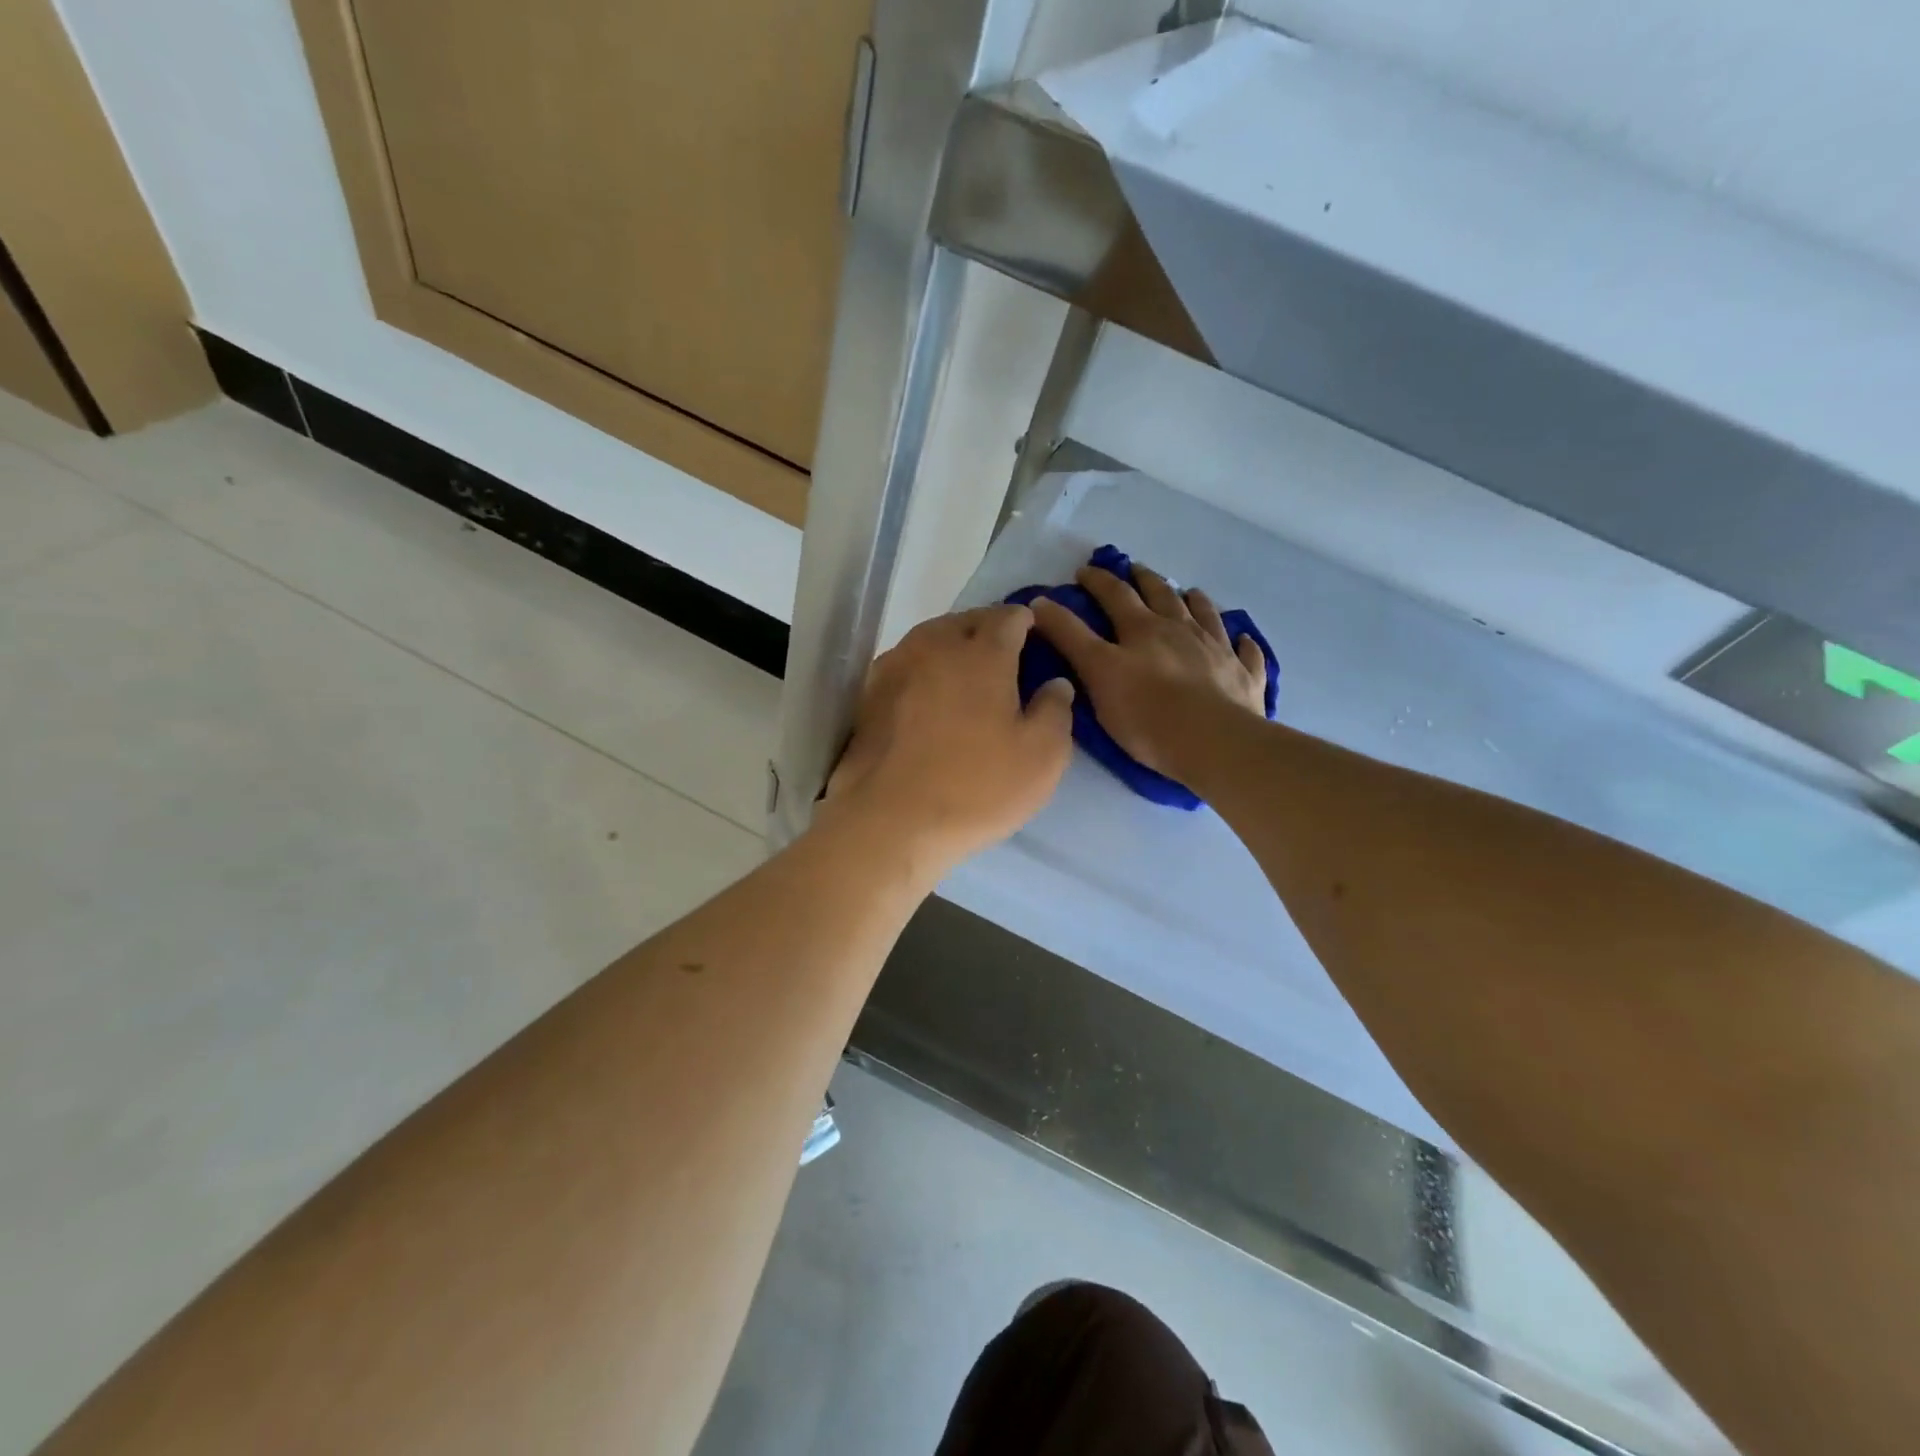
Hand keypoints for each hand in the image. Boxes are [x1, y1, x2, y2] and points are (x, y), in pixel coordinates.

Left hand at [820, 605, 1074, 877]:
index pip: (1008, 618)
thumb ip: (1056, 710)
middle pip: (965, 621)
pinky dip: (922, 668)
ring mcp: (895, 667)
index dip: (1025, 622)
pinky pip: (904, 664)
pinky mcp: (869, 694)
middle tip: (1003, 653)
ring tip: (965, 670)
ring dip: (951, 645)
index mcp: (982, 653)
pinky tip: (928, 694)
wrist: (891, 821)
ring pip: (930, 638)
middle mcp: (935, 646)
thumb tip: (1056, 683)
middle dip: (987, 628)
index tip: (1034, 635)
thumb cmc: (977, 787)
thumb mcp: (1042, 757)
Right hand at [1032, 562, 1266, 785]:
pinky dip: (1242, 642)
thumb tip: (1040, 602)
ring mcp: (1218, 650)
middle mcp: (1181, 629)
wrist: (1212, 743)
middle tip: (1135, 569)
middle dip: (1145, 580)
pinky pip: (1245, 652)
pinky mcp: (1244, 676)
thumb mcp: (1096, 673)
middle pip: (1162, 595)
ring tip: (1190, 592)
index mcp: (1142, 629)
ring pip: (1206, 614)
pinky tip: (1242, 638)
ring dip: (1194, 600)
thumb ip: (1069, 637)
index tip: (1083, 571)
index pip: (1115, 594)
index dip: (1097, 581)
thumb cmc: (1146, 713)